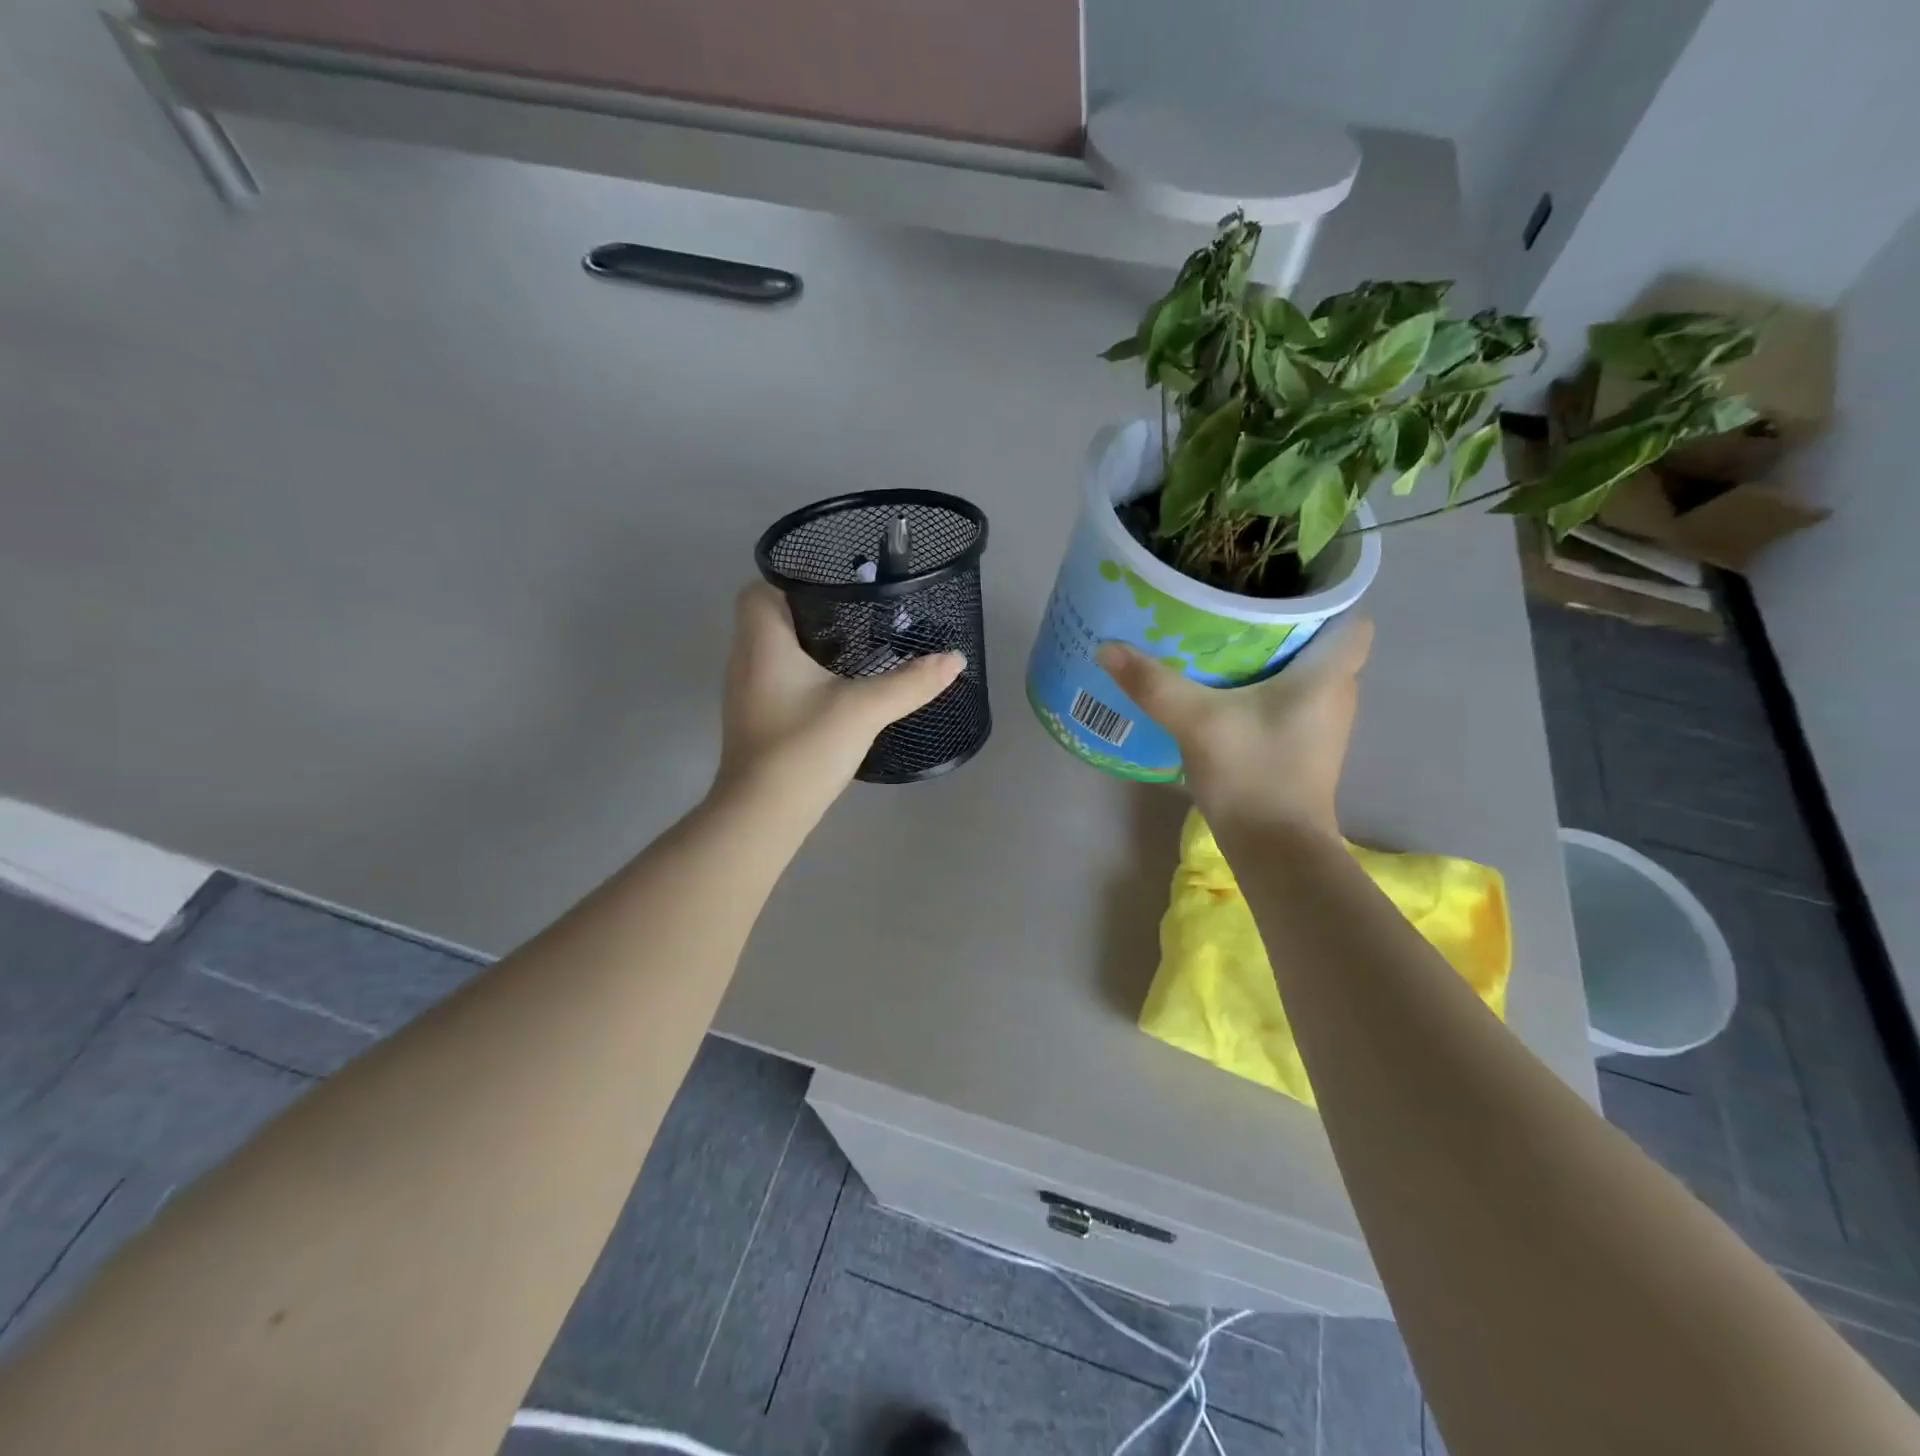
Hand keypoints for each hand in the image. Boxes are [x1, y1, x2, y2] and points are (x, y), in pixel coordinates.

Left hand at [715, 584, 964, 806]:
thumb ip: (911, 682)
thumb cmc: (804, 748)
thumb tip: (955, 658)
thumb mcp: (864, 709)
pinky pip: (777, 677)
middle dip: (811, 611)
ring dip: (808, 643)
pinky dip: (803, 672)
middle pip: (769, 617)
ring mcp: (746, 691)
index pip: (759, 589)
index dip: (792, 580)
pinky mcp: (755, 717)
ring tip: (856, 645)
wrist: (763, 814)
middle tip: (858, 614)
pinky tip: (838, 687)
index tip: (835, 587)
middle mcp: (745, 659)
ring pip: (774, 649)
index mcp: (761, 641)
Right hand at [1097, 615, 1373, 838]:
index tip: (1280, 589)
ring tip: (1222, 642)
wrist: (1275, 850)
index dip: (1325, 600)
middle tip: (1234, 608)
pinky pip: (1289, 701)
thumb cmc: (1253, 774)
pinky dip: (1263, 690)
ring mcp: (1322, 726)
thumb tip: (1107, 647)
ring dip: (1270, 659)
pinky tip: (1223, 692)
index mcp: (1328, 675)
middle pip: (1320, 643)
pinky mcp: (1303, 748)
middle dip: (1283, 624)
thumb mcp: (1196, 722)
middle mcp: (1336, 695)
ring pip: (1303, 674)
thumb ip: (1153, 683)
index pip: (1353, 619)